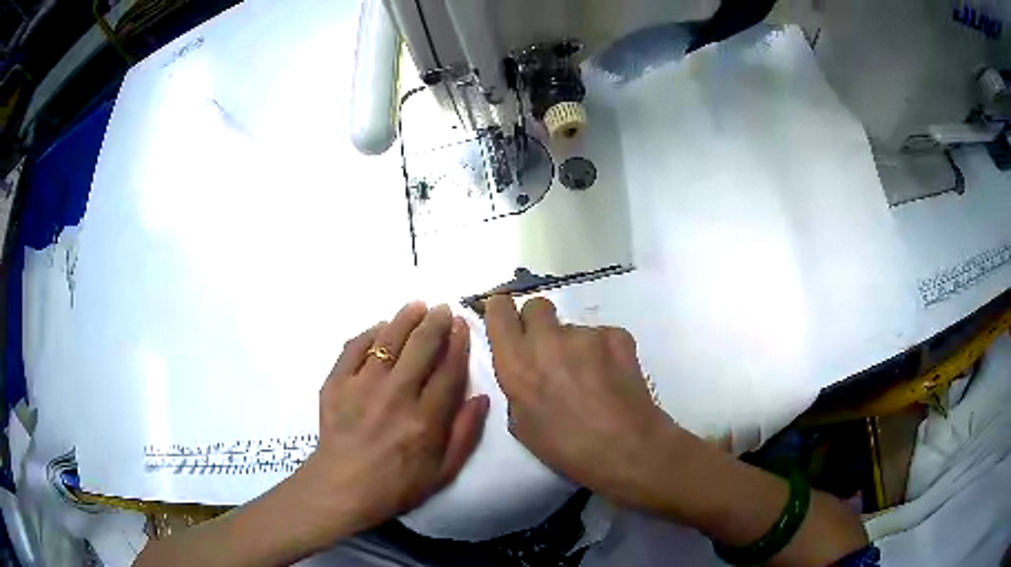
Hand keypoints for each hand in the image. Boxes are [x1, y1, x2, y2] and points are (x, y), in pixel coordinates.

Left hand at [297, 302, 489, 540]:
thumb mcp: (443, 471)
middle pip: (420, 346)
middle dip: (435, 322)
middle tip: (443, 309)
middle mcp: (396, 395)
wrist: (343, 487)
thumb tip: (482, 397)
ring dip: (405, 319)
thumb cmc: (397, 484)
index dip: (458, 343)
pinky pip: (353, 347)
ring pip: (388, 340)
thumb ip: (466, 434)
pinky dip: (369, 333)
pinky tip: (380, 328)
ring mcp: (362, 386)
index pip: (448, 369)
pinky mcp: (336, 383)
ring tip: (417, 306)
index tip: (462, 325)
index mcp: (425, 419)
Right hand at [484, 295, 676, 507]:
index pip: (500, 309)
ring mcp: (585, 334)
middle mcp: (547, 340)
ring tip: (590, 378)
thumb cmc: (567, 448)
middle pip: (536, 306)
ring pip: (572, 326)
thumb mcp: (522, 424)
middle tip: (549, 351)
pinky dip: (603, 351)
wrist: (627, 449)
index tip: (508, 321)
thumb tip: (525, 368)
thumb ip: (516, 385)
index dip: (502, 311)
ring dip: (574, 345)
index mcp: (517, 363)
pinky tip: (612, 378)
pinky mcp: (617, 334)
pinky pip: (601, 335)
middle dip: (538, 322)